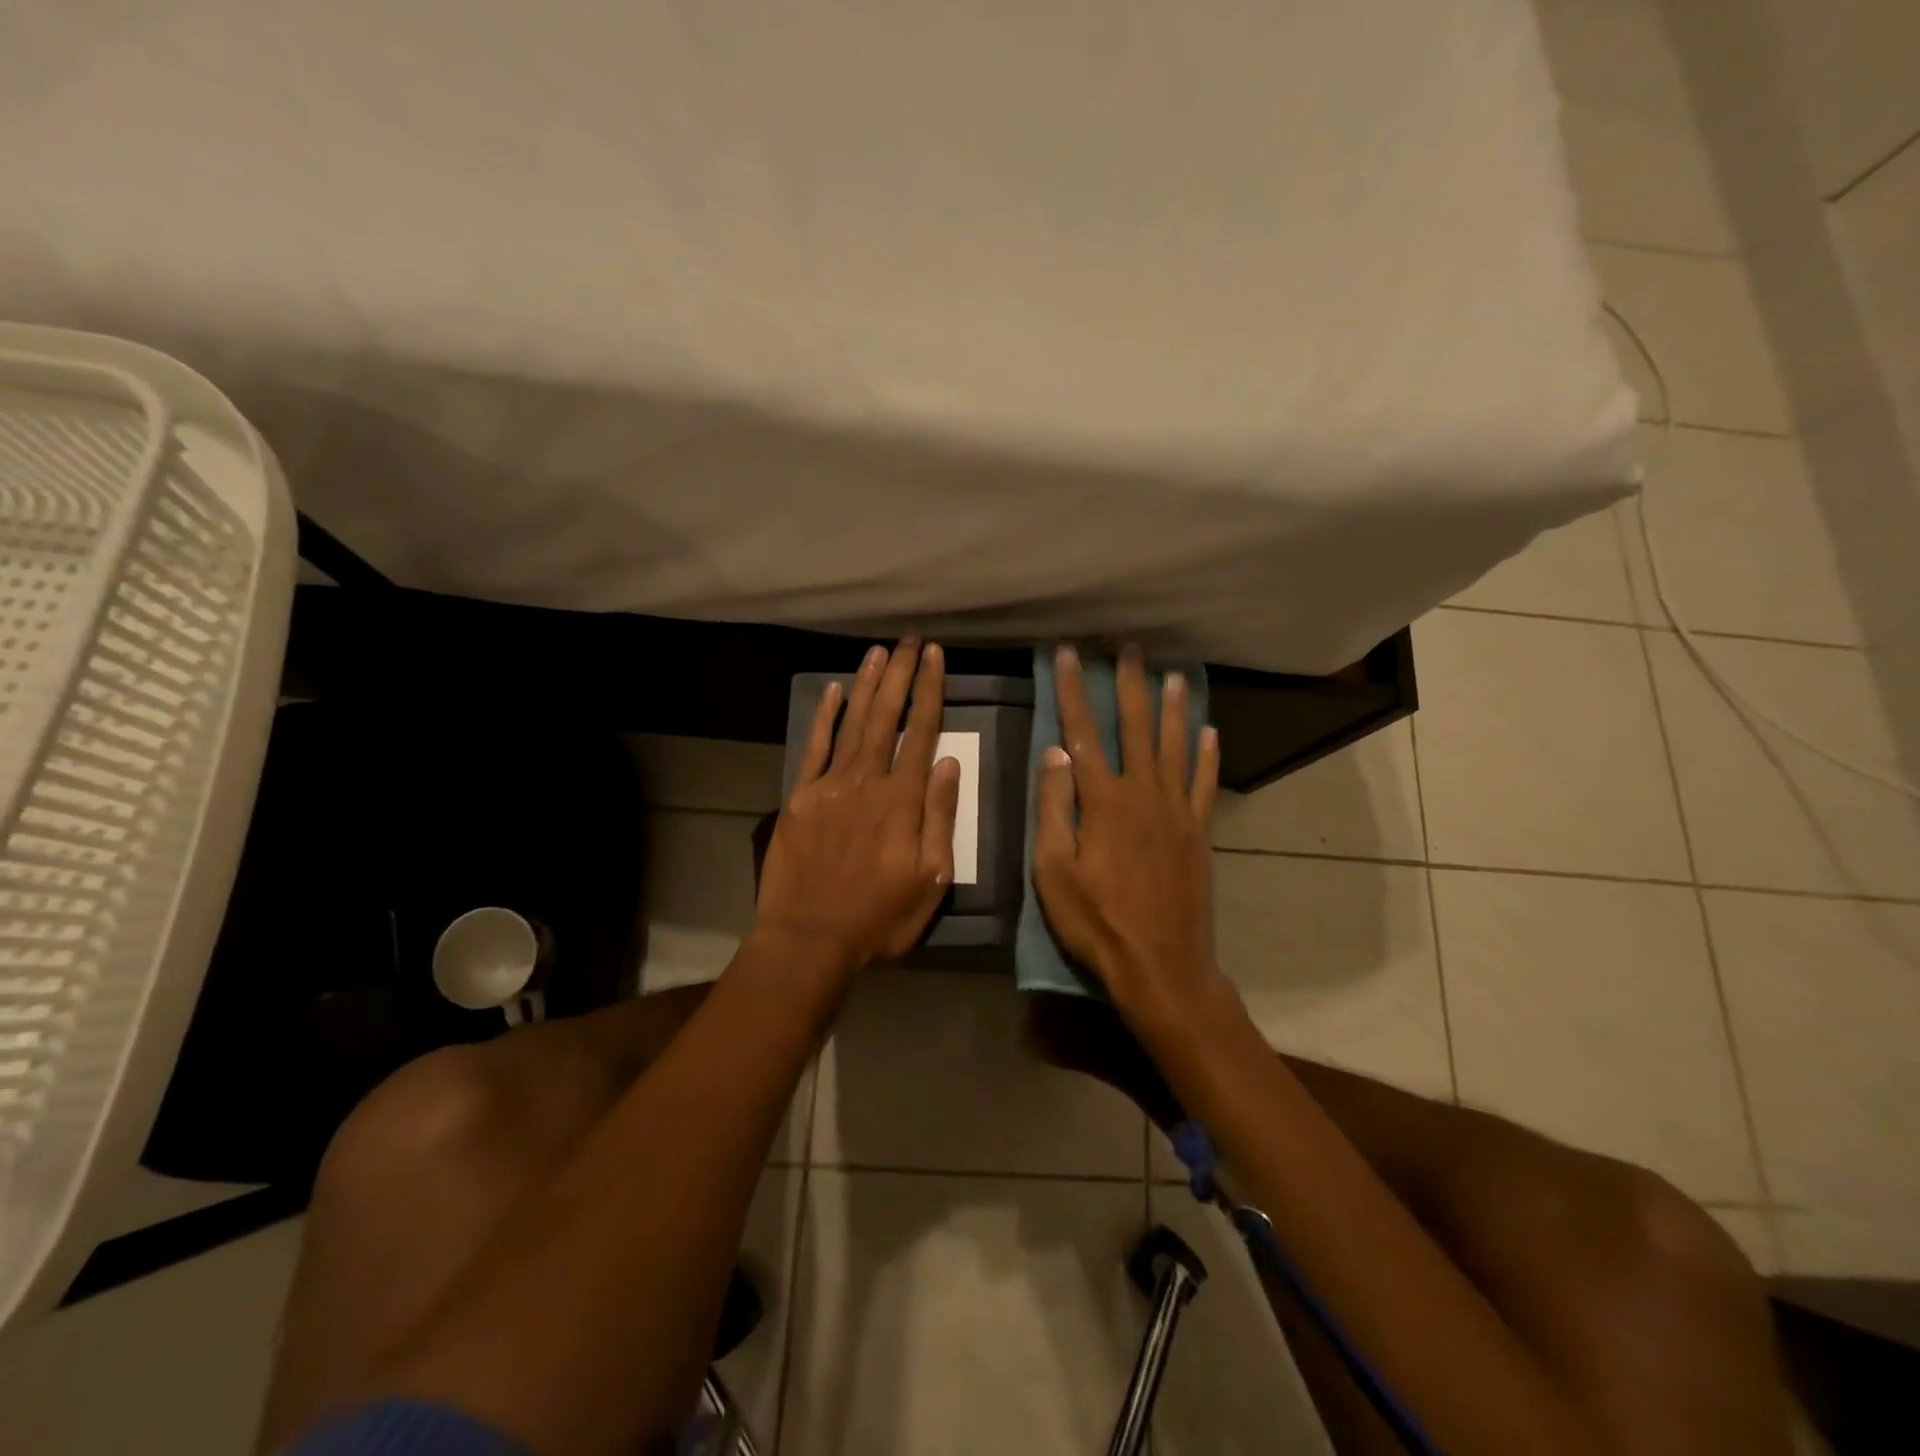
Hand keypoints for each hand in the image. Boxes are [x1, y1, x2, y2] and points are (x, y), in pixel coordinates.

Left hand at [755, 639, 961, 971]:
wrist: (809, 938)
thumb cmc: (879, 916)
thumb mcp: (931, 879)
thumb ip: (940, 817)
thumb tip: (949, 763)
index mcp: (903, 800)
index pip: (921, 732)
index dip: (929, 690)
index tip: (935, 656)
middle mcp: (867, 781)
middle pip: (886, 717)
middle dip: (900, 674)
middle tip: (909, 640)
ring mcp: (829, 786)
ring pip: (852, 723)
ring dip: (866, 685)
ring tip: (879, 652)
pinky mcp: (800, 797)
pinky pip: (814, 748)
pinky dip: (825, 717)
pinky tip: (834, 690)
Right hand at [1032, 644, 1220, 1018]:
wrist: (1161, 965)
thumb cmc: (1096, 922)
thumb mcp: (1054, 871)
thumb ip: (1054, 808)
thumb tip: (1054, 753)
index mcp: (1103, 801)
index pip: (1082, 732)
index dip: (1072, 690)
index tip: (1067, 654)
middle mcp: (1144, 793)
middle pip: (1136, 727)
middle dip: (1129, 684)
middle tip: (1128, 647)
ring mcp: (1177, 811)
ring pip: (1175, 746)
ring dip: (1172, 708)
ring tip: (1172, 675)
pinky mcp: (1199, 832)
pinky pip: (1205, 783)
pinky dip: (1208, 755)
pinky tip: (1210, 732)